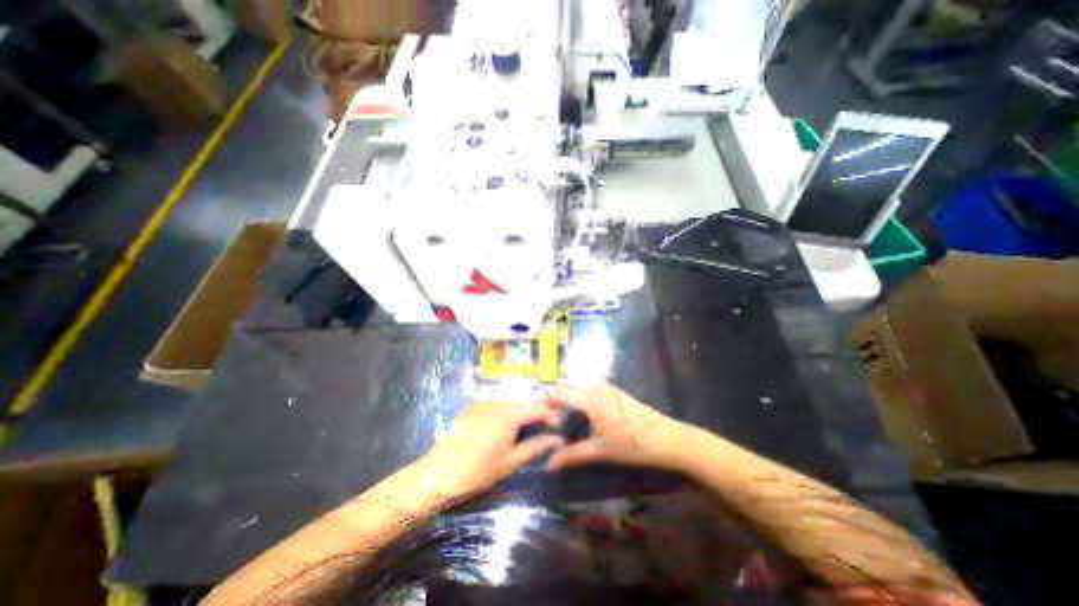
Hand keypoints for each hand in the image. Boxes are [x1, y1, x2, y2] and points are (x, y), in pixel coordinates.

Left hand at [413, 403, 565, 501]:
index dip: (549, 414)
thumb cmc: (478, 471)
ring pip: (508, 402)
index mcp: (509, 415)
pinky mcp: (470, 407)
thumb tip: (557, 439)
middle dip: (534, 412)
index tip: (557, 424)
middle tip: (543, 426)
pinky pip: (493, 403)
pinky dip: (503, 410)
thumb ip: (536, 446)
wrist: (439, 474)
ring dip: (519, 411)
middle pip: (522, 402)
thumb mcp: (511, 462)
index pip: (536, 408)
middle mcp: (496, 403)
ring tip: (525, 426)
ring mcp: (481, 403)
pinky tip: (502, 423)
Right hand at [545, 383, 685, 467]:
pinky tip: (580, 415)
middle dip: (554, 400)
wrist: (666, 438)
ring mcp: (604, 385)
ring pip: (576, 386)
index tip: (534, 415)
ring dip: (567, 398)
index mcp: (587, 397)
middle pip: (565, 386)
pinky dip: (579, 397)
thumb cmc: (630, 444)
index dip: (543, 401)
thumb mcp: (598, 450)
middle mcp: (593, 385)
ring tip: (561, 420)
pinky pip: (587, 387)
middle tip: (547, 421)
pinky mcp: (612, 389)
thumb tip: (547, 464)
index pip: (557, 392)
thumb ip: (571, 455)